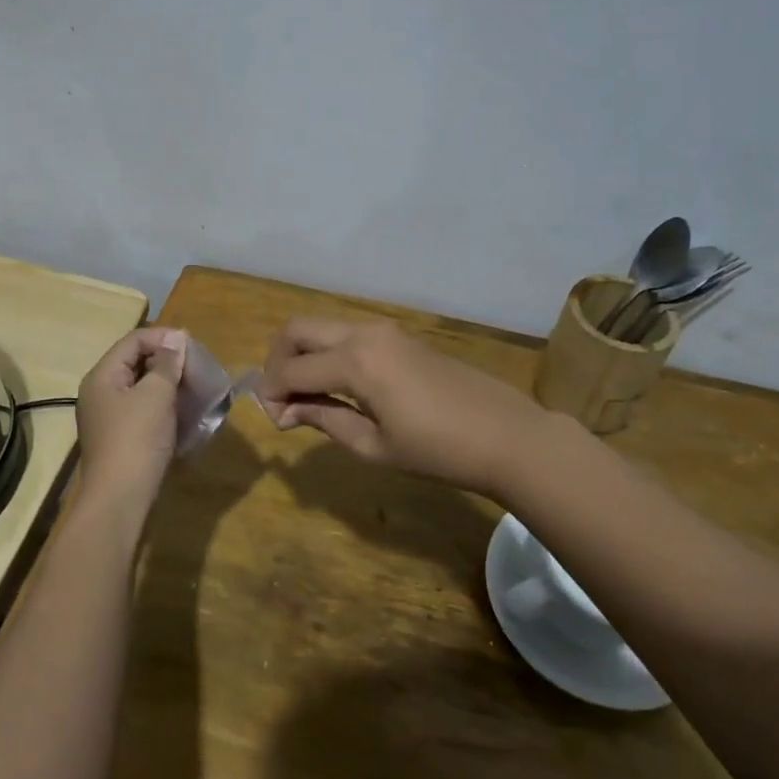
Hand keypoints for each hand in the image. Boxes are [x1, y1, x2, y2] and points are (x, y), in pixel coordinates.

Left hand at [74, 326, 187, 505]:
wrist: (119, 499)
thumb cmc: (137, 439)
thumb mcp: (156, 395)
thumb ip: (167, 364)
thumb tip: (176, 340)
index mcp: (102, 376)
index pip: (133, 340)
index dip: (163, 337)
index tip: (192, 345)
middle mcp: (100, 392)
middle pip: (135, 362)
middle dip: (166, 360)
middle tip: (196, 365)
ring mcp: (108, 417)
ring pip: (140, 387)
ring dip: (167, 383)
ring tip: (194, 386)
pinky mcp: (119, 438)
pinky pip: (142, 409)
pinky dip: (162, 405)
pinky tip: (183, 411)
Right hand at [257, 318, 559, 494]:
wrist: (507, 435)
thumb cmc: (439, 451)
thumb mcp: (374, 446)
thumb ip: (324, 419)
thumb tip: (285, 411)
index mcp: (355, 362)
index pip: (291, 369)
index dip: (271, 393)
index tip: (273, 421)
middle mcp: (363, 333)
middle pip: (297, 329)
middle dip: (277, 361)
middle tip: (281, 399)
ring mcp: (384, 330)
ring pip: (321, 327)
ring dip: (302, 354)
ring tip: (307, 397)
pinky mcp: (398, 335)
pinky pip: (346, 334)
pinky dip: (327, 352)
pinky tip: (336, 387)